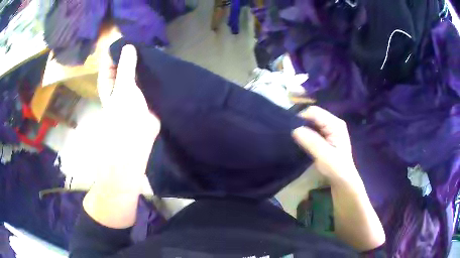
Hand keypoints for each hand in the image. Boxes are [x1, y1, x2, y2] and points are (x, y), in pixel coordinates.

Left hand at [96, 45, 159, 174]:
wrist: (139, 138)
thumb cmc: (124, 114)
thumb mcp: (124, 86)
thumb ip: (126, 65)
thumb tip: (128, 46)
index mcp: (109, 79)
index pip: (111, 58)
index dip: (118, 47)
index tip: (130, 35)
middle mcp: (119, 81)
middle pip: (124, 62)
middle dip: (133, 52)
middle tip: (145, 38)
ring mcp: (132, 86)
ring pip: (136, 69)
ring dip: (143, 60)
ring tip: (154, 46)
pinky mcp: (145, 92)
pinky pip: (146, 77)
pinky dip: (151, 70)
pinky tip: (160, 60)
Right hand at [292, 106, 359, 185]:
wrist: (342, 181)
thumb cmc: (336, 169)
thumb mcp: (324, 156)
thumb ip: (311, 142)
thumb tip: (295, 129)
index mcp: (335, 124)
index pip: (314, 112)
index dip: (301, 118)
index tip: (291, 130)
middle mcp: (332, 122)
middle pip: (312, 115)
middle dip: (301, 123)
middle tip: (291, 136)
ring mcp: (328, 128)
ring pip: (310, 122)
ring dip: (302, 128)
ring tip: (294, 139)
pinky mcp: (324, 135)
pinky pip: (311, 129)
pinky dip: (304, 133)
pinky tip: (300, 141)